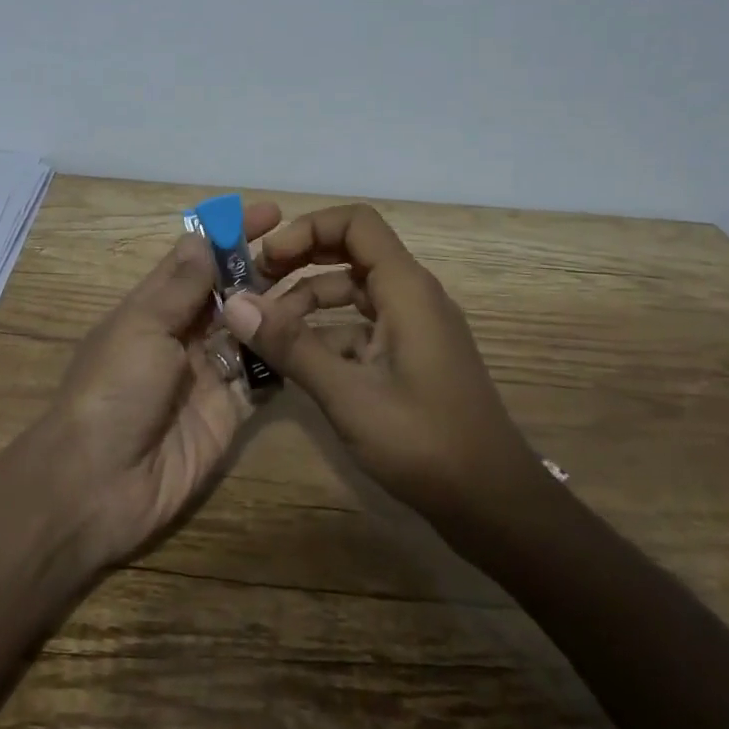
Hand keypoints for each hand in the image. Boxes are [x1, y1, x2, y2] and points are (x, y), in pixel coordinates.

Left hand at [45, 201, 281, 564]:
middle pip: (230, 292)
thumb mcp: (142, 326)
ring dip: (280, 310)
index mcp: (155, 306)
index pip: (197, 257)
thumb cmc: (114, 390)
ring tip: (321, 287)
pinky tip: (315, 338)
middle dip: (264, 269)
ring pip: (252, 331)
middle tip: (309, 251)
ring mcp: (209, 373)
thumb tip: (202, 235)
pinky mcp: (230, 412)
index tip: (271, 213)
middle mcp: (184, 334)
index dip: (230, 233)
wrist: (99, 483)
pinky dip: (285, 358)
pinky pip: (263, 378)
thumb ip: (180, 286)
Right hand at [220, 204, 551, 532]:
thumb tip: (234, 304)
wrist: (494, 505)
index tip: (267, 259)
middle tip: (255, 286)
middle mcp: (412, 296)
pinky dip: (326, 334)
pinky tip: (295, 363)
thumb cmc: (425, 442)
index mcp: (406, 289)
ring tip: (264, 331)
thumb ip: (291, 346)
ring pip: (352, 292)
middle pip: (350, 252)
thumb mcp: (348, 394)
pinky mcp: (410, 357)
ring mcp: (413, 327)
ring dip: (307, 302)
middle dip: (300, 261)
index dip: (307, 229)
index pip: (355, 223)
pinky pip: (361, 327)